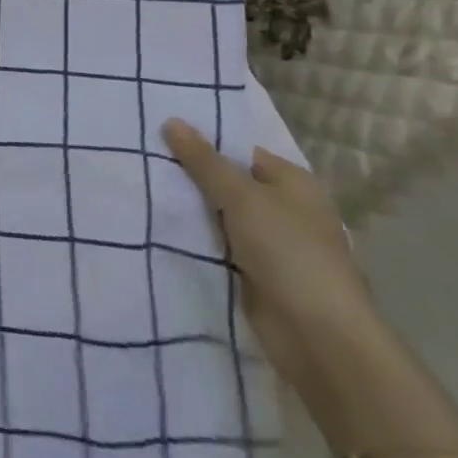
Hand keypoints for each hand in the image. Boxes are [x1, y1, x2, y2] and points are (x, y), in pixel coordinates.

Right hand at [162, 119, 382, 402]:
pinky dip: (197, 240)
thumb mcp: (241, 197)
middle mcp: (285, 209)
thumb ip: (204, 160)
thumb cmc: (288, 252)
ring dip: (190, 210)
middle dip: (191, 177)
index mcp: (293, 183)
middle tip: (142, 159)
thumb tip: (171, 121)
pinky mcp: (256, 274)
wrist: (318, 336)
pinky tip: (159, 227)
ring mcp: (271, 244)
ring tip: (140, 188)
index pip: (241, 151)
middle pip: (229, 183)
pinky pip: (219, 245)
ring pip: (220, 216)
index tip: (159, 136)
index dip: (203, 143)